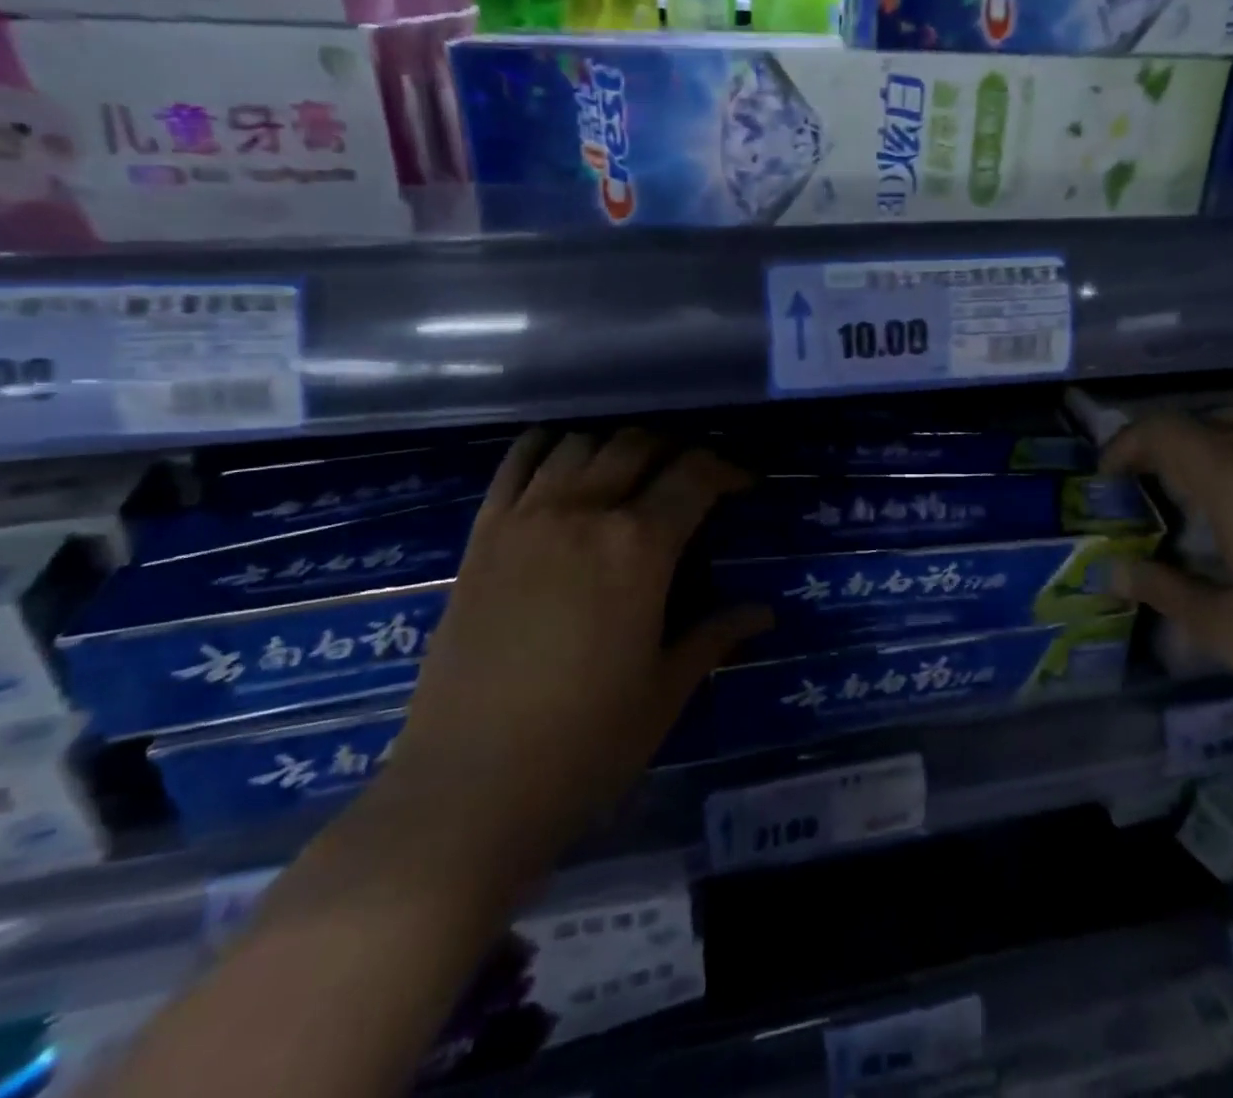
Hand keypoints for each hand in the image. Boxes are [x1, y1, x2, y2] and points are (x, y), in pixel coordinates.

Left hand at [395, 429, 767, 841]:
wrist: (468, 788)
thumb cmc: (586, 744)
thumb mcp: (666, 690)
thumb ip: (715, 635)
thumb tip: (764, 613)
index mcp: (639, 547)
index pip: (694, 475)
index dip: (727, 470)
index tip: (744, 484)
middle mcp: (583, 512)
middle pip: (638, 446)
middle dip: (676, 451)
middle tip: (691, 481)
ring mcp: (526, 518)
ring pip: (580, 444)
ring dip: (616, 448)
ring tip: (631, 477)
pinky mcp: (482, 536)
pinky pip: (517, 463)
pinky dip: (549, 447)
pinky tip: (565, 465)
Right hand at [1102, 404, 1232, 758]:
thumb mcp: (1225, 629)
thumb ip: (1165, 591)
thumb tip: (1113, 572)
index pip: (1168, 433)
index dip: (1128, 445)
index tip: (1108, 479)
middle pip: (1213, 422)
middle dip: (1168, 443)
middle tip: (1147, 482)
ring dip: (1224, 434)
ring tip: (1207, 473)